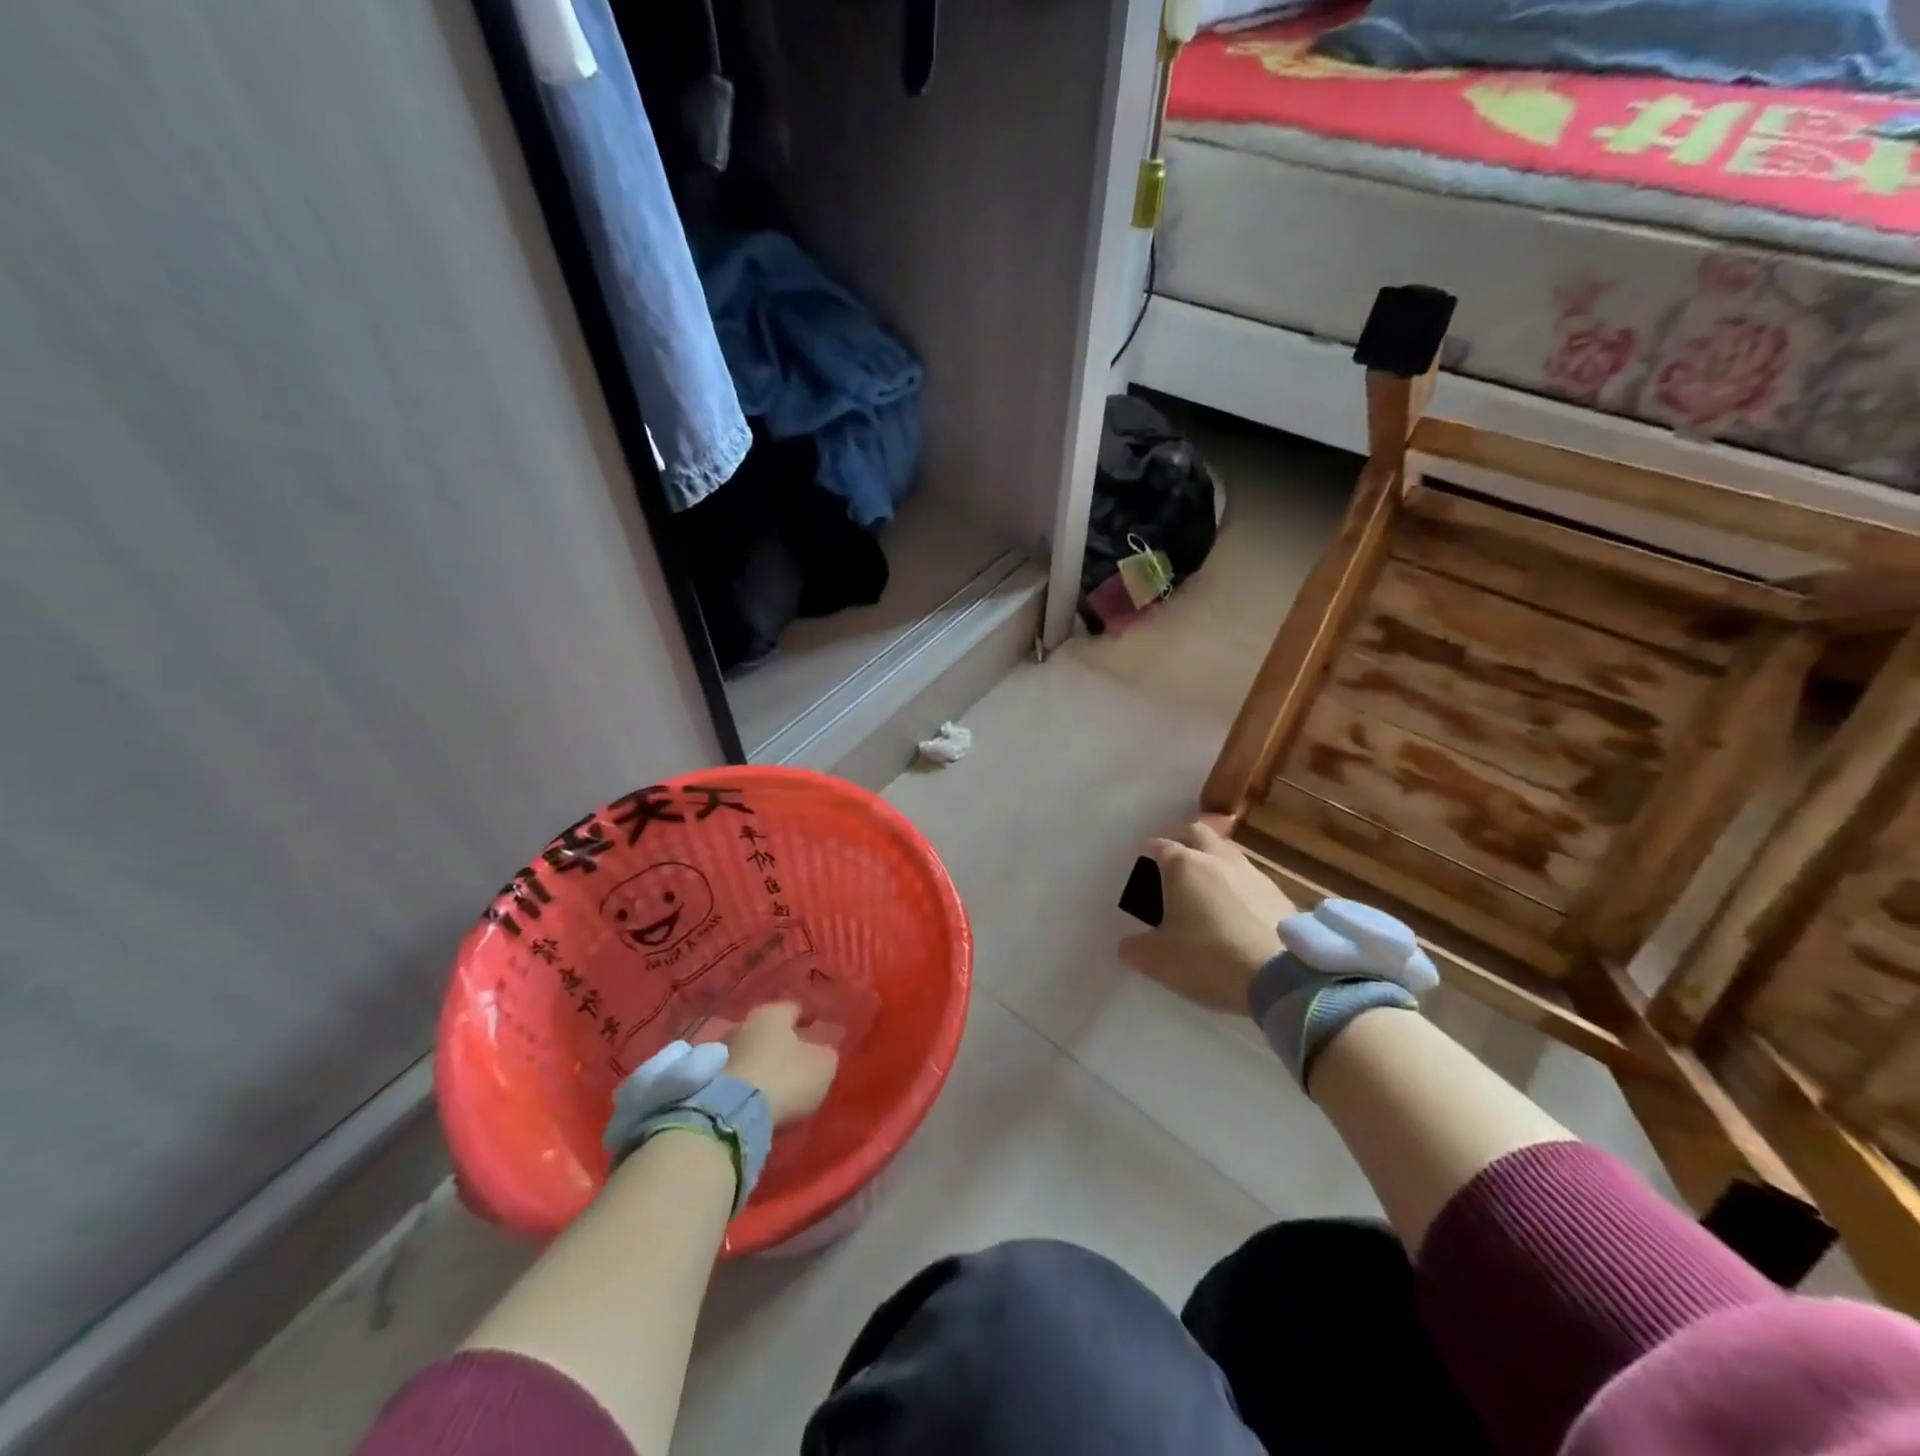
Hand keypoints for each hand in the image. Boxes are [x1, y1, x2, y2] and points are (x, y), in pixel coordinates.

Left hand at [725, 1002, 839, 1127]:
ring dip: (760, 1063)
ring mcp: (720, 1051)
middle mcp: (743, 1023)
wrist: (729, 1115)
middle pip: (768, 1030)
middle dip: (781, 1042)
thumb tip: (821, 1051)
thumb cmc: (784, 1078)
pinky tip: (756, 1097)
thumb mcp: (822, 1066)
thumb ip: (826, 1053)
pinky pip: (735, 1075)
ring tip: (775, 1083)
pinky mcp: (705, 1080)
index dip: (808, 1020)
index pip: (795, 1008)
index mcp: (772, 1013)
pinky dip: (746, 1083)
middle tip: (797, 1059)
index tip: (817, 1031)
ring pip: (749, 1052)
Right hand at [1120, 821, 1296, 1012]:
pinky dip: (1238, 887)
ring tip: (1205, 889)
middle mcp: (1217, 858)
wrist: (1283, 977)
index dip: (1148, 852)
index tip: (1142, 865)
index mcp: (1183, 865)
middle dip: (1183, 841)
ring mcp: (1252, 873)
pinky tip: (1236, 911)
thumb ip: (1135, 949)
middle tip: (1174, 864)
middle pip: (1197, 832)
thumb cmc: (1209, 958)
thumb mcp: (1157, 961)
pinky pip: (1249, 879)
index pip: (1159, 845)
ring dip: (1213, 862)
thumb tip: (1128, 945)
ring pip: (1227, 853)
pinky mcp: (1279, 894)